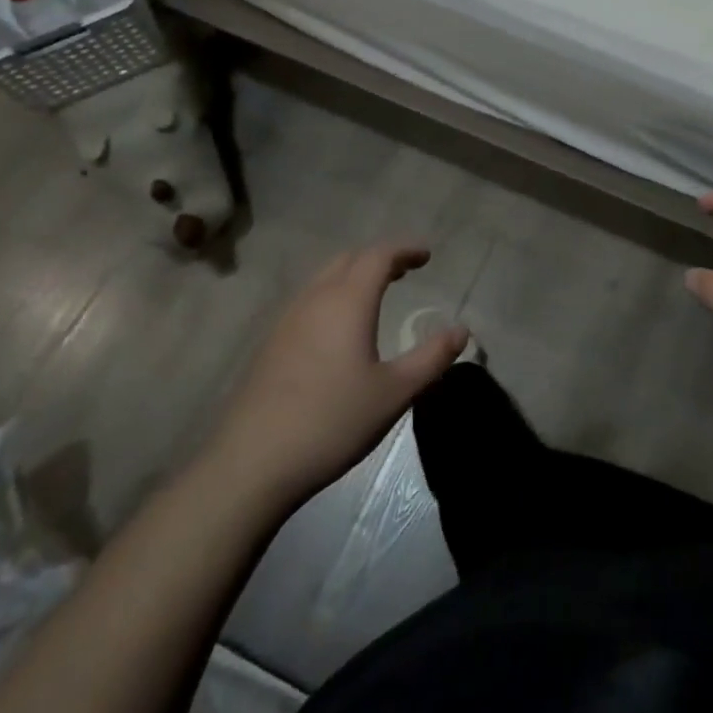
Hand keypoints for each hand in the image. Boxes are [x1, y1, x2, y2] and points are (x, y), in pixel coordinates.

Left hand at [203, 244, 467, 503]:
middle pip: (349, 259)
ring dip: (354, 274)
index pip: (379, 255)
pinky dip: (333, 294)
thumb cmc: (332, 422)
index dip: (404, 249)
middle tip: (405, 269)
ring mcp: (287, 320)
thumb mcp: (394, 393)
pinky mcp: (271, 344)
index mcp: (348, 301)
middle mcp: (315, 299)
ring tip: (377, 292)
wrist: (251, 463)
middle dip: (380, 257)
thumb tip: (461, 330)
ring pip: (324, 277)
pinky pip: (309, 299)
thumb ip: (431, 357)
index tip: (427, 255)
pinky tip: (340, 327)